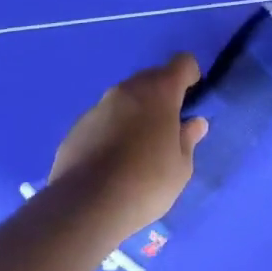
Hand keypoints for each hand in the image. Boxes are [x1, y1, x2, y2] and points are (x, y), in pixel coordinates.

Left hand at [48, 55, 209, 242]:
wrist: (86, 207)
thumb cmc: (146, 183)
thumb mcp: (181, 167)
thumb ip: (188, 139)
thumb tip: (194, 123)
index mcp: (159, 92)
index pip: (182, 63)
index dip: (190, 75)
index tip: (191, 98)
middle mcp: (127, 90)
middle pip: (151, 78)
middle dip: (161, 96)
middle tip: (166, 129)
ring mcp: (98, 106)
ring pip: (124, 99)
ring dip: (134, 113)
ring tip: (136, 149)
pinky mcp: (77, 127)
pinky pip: (102, 120)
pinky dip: (111, 130)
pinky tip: (110, 162)